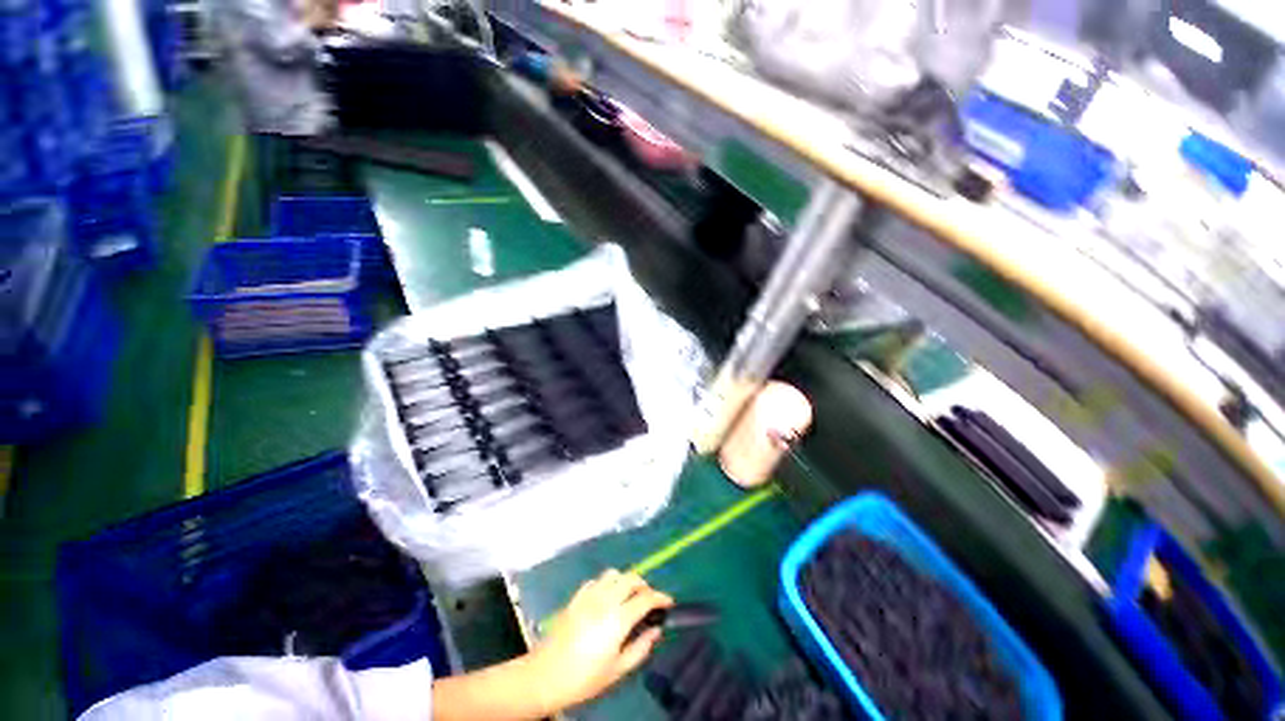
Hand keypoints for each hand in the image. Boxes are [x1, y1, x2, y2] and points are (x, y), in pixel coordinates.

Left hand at [532, 570, 673, 709]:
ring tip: (629, 596)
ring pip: (614, 573)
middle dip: (645, 585)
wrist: (545, 676)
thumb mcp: (617, 670)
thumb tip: (656, 630)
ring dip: (626, 580)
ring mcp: (589, 595)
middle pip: (631, 578)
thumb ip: (640, 647)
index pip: (646, 598)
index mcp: (618, 618)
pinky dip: (608, 583)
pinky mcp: (577, 596)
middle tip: (649, 601)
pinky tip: (607, 597)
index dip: (661, 597)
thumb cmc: (584, 678)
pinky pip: (597, 580)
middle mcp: (606, 599)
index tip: (669, 603)